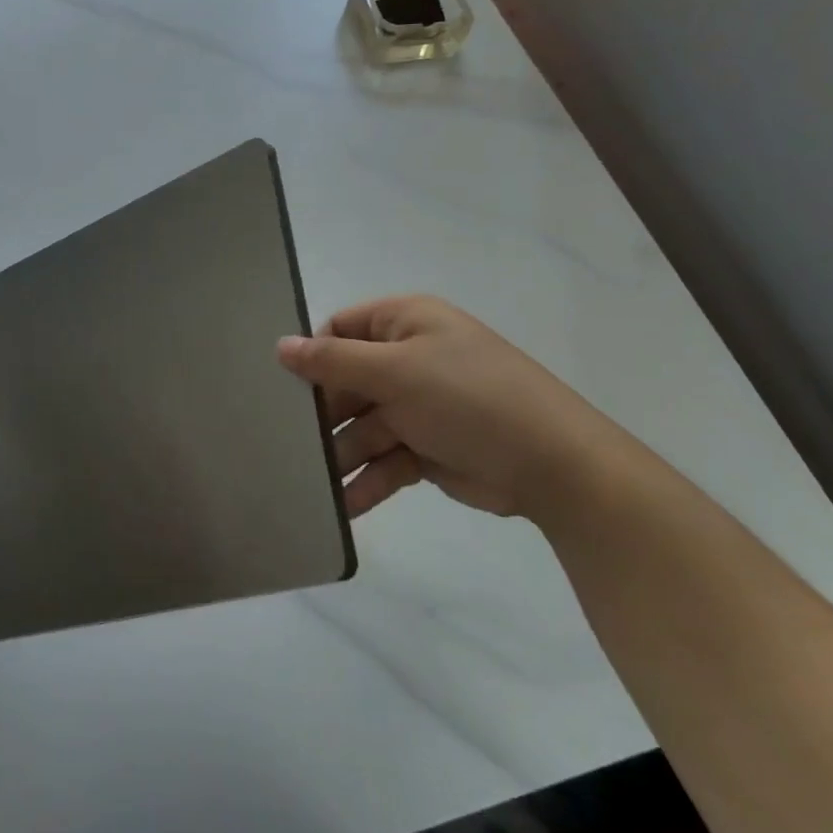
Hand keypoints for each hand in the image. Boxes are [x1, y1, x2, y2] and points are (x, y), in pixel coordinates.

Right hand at [277, 294, 636, 520]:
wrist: (552, 464)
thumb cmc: (468, 398)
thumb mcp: (396, 371)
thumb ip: (333, 361)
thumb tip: (280, 346)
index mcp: (404, 324)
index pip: (339, 330)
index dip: (312, 357)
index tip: (281, 390)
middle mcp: (408, 359)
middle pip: (346, 383)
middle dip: (321, 415)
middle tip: (283, 444)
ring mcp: (418, 406)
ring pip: (362, 427)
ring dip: (339, 456)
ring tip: (306, 484)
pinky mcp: (426, 448)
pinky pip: (384, 461)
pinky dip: (366, 482)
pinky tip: (341, 507)